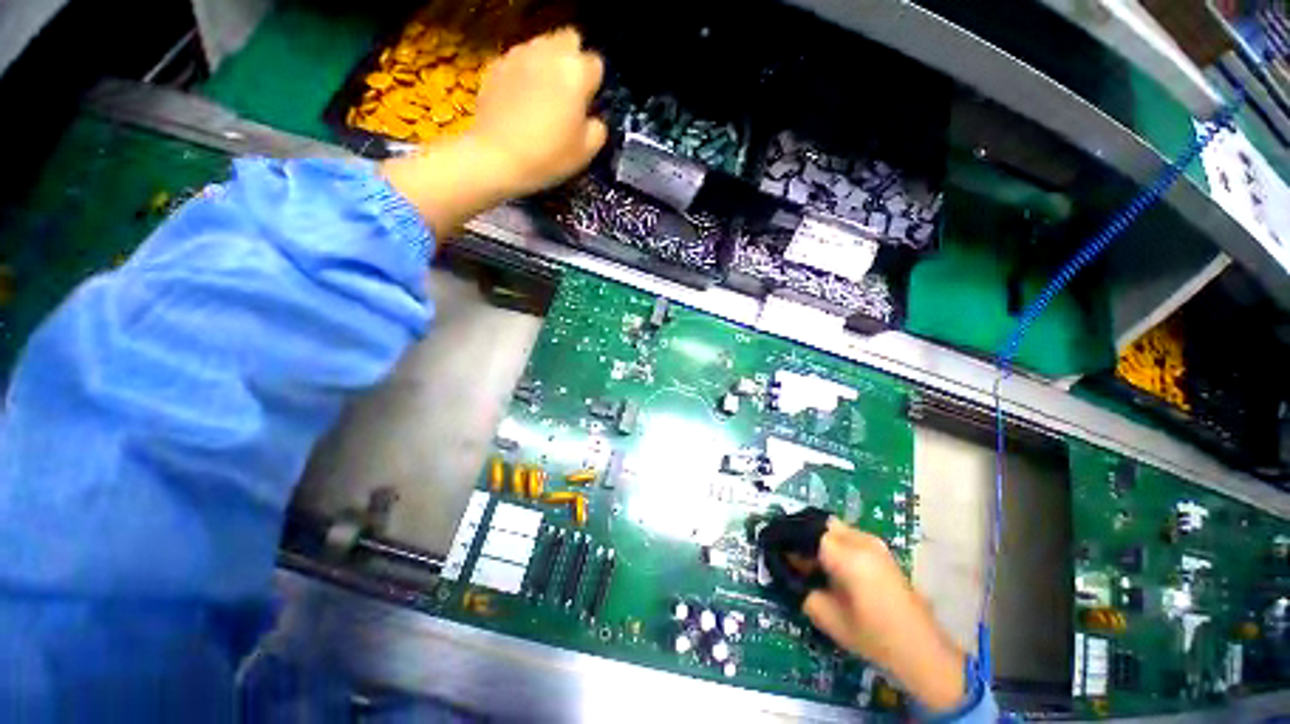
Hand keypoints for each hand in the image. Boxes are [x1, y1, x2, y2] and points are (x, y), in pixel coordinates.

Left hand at [382, 28, 605, 237]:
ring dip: (547, 63)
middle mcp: (550, 53)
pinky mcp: (496, 63)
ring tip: (543, 93)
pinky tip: (520, 98)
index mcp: (576, 73)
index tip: (587, 104)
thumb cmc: (547, 156)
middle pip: (569, 40)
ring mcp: (520, 54)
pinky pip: (519, 59)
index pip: (595, 64)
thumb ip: (597, 128)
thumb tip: (592, 119)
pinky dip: (524, 72)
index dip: (593, 84)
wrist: (496, 157)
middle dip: (572, 59)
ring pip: (542, 45)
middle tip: (568, 90)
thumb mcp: (585, 152)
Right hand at [804, 520, 967, 711]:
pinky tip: (829, 566)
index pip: (806, 531)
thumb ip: (802, 589)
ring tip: (809, 562)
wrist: (923, 651)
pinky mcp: (882, 551)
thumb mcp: (828, 617)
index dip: (787, 538)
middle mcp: (861, 540)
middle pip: (820, 523)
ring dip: (818, 539)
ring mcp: (875, 543)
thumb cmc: (874, 637)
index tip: (774, 549)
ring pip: (834, 527)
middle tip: (791, 554)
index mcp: (847, 555)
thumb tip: (788, 571)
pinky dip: (832, 544)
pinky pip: (848, 536)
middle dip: (802, 534)